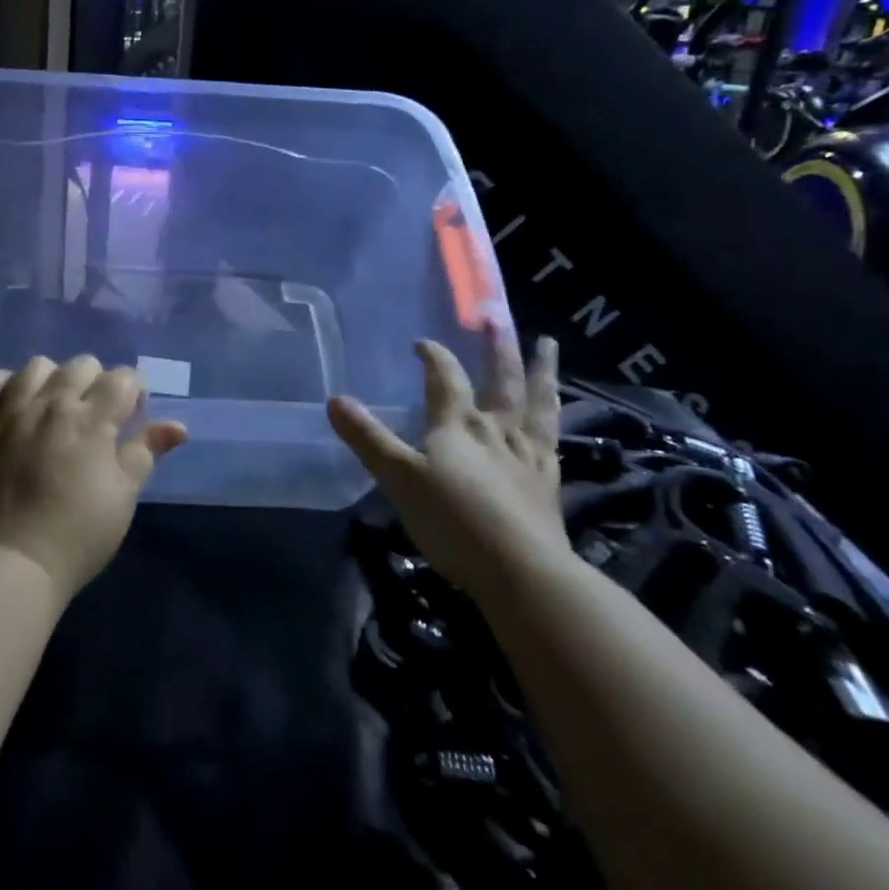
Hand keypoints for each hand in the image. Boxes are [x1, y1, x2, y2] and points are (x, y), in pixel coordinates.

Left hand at [0, 355, 186, 601]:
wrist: (14, 563)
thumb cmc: (80, 533)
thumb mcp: (123, 495)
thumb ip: (146, 451)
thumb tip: (178, 426)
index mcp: (92, 418)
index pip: (122, 378)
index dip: (133, 390)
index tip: (132, 414)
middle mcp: (51, 404)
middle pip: (80, 365)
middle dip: (97, 380)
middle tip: (97, 414)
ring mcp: (11, 413)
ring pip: (34, 368)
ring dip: (52, 377)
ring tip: (55, 404)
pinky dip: (2, 384)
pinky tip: (13, 400)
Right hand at [328, 334, 570, 601]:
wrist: (522, 572)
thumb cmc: (453, 520)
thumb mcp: (399, 478)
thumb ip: (368, 438)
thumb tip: (334, 399)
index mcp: (458, 423)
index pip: (444, 376)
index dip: (432, 355)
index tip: (421, 343)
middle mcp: (495, 428)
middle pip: (500, 378)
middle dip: (496, 346)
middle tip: (496, 318)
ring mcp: (527, 454)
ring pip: (536, 401)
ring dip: (540, 370)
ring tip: (546, 345)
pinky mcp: (548, 482)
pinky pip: (551, 439)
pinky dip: (553, 420)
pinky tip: (554, 418)